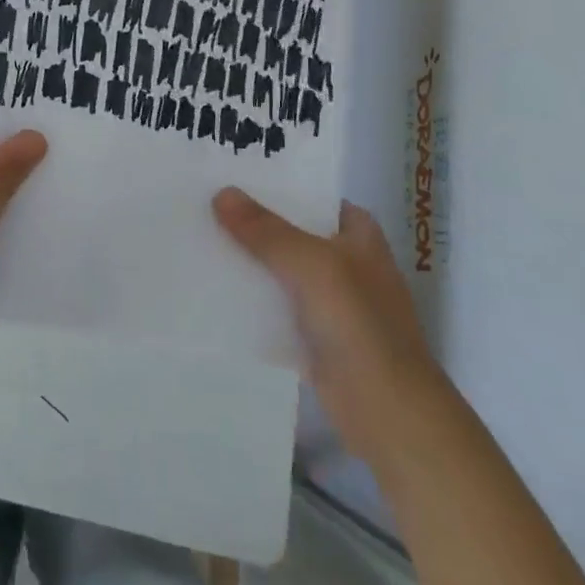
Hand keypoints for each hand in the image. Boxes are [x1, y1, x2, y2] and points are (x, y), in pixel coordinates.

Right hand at [214, 189, 444, 467]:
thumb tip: (222, 193)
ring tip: (198, 236)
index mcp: (359, 236)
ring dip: (248, 260)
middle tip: (204, 200)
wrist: (386, 411)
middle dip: (254, 221)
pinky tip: (212, 286)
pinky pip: (274, 306)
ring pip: (280, 269)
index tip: (235, 173)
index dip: (279, 185)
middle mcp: (346, 262)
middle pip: (292, 232)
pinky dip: (250, 298)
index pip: (314, 196)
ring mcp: (330, 302)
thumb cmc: (358, 323)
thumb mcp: (311, 264)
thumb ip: (266, 230)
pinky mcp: (313, 336)